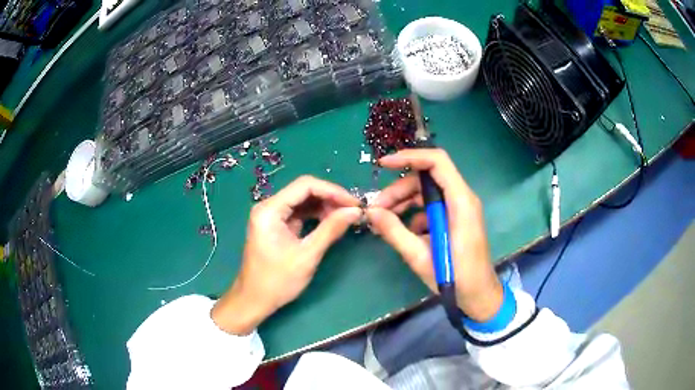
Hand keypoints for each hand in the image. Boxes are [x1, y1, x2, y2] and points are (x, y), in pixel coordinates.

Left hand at [212, 176, 360, 334]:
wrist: (254, 300)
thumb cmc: (277, 281)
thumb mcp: (307, 255)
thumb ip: (330, 230)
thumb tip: (355, 212)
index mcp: (269, 210)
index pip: (305, 186)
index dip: (333, 191)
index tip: (354, 204)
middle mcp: (268, 207)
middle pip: (304, 191)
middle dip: (330, 198)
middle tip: (353, 211)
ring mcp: (272, 216)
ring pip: (303, 201)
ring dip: (325, 207)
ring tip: (346, 217)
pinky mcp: (276, 226)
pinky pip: (299, 213)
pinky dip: (316, 216)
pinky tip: (331, 223)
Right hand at [367, 149, 502, 321]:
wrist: (479, 296)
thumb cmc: (455, 279)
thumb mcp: (420, 257)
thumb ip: (395, 232)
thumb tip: (370, 212)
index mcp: (460, 203)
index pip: (437, 162)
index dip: (410, 157)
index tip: (383, 164)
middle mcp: (462, 199)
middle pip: (427, 178)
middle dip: (399, 189)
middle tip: (376, 209)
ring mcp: (459, 209)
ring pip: (427, 192)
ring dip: (403, 202)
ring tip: (382, 220)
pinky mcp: (455, 219)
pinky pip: (431, 206)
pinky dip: (413, 214)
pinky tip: (402, 232)